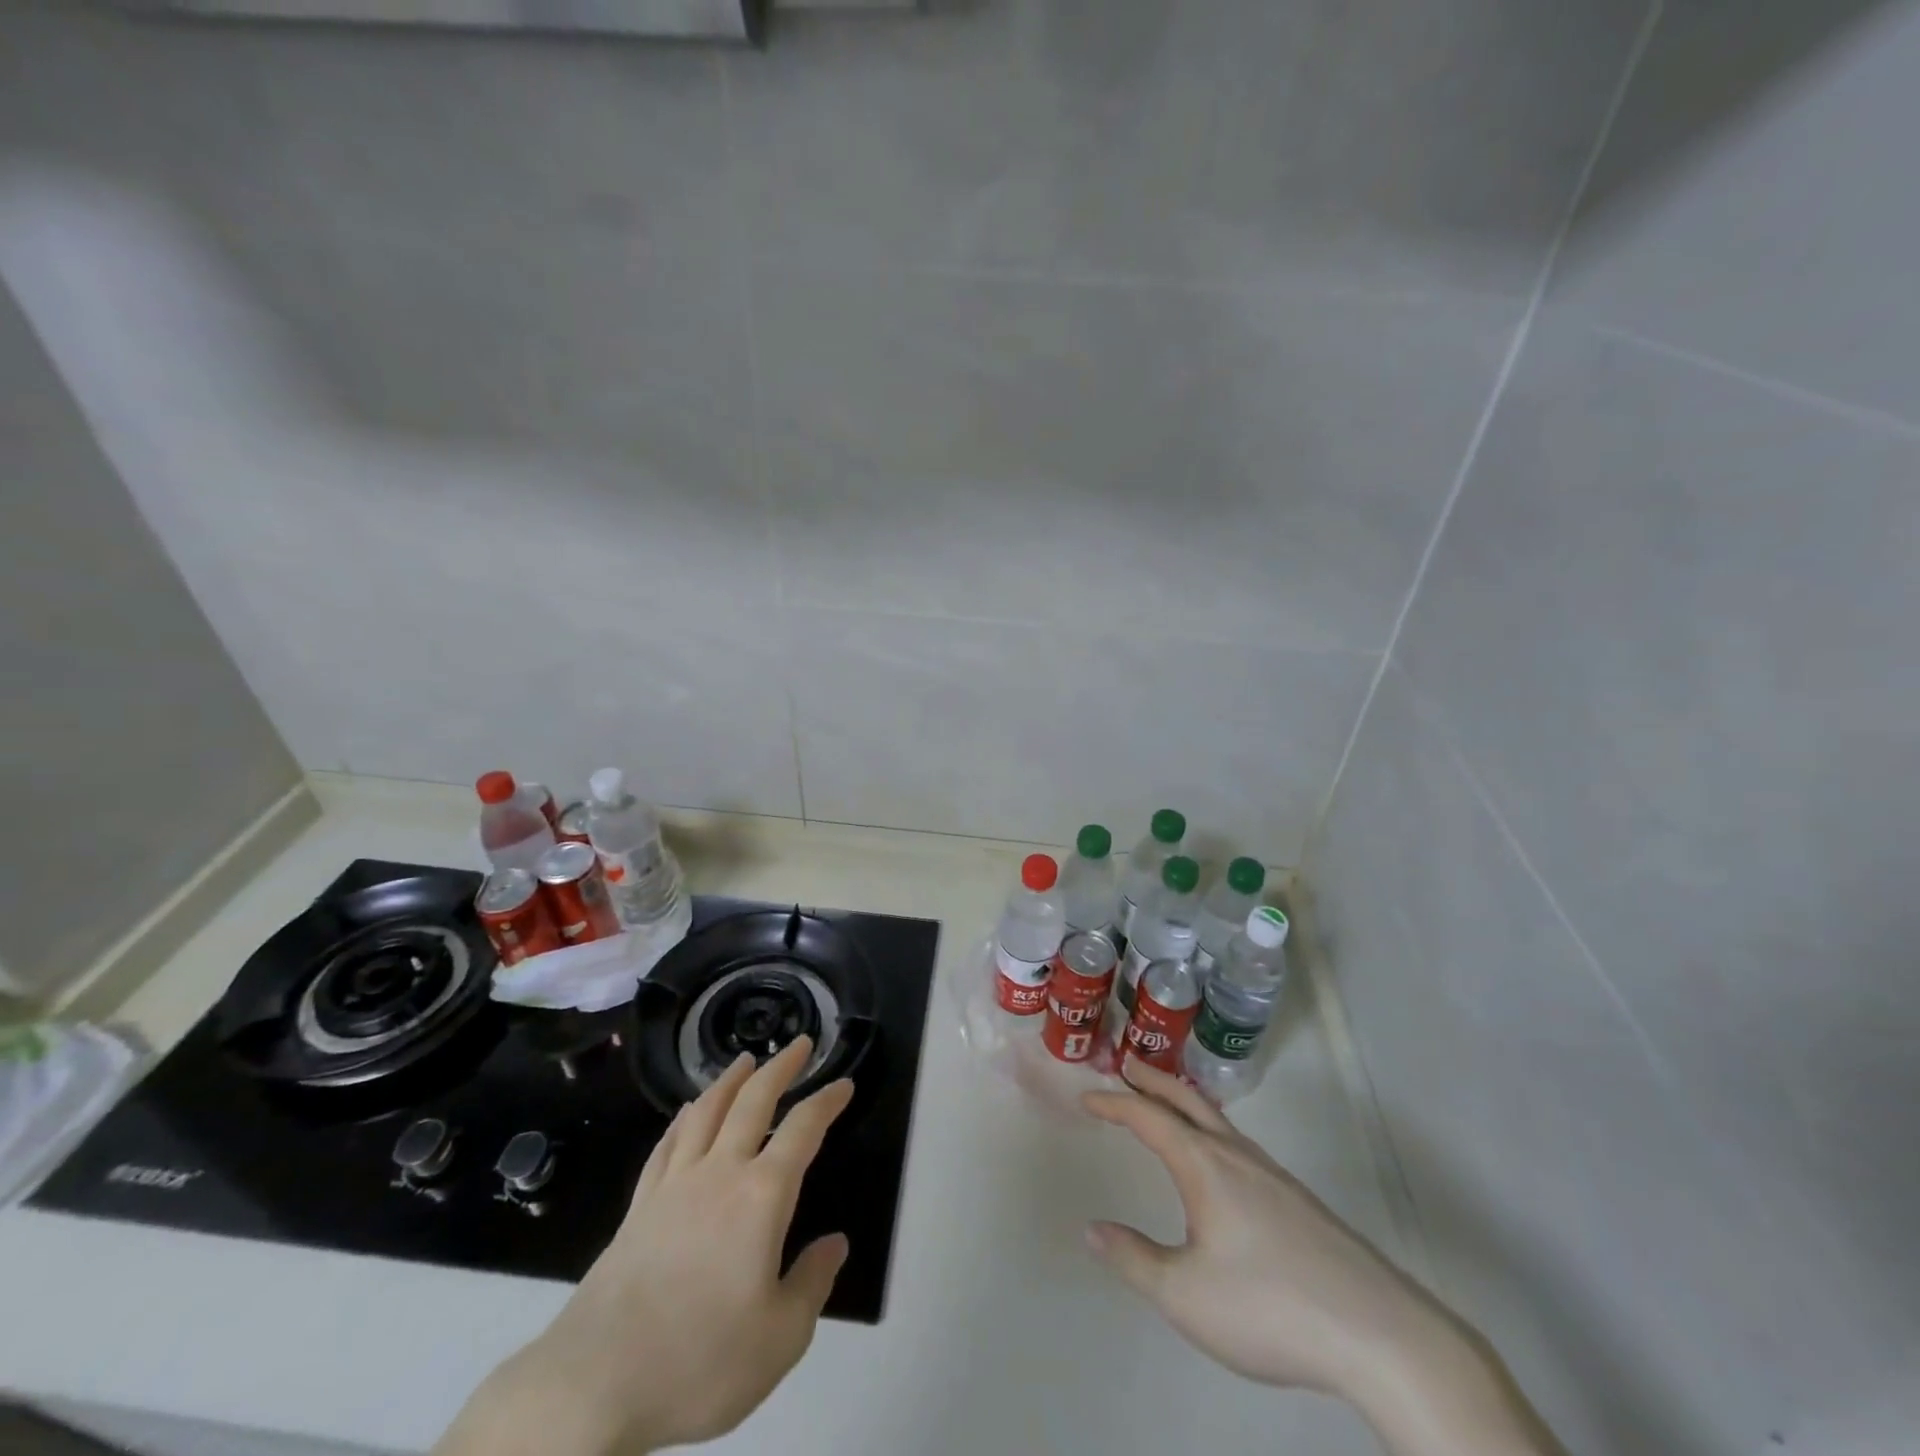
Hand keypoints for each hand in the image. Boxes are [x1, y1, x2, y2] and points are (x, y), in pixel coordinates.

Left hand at [439, 1037, 852, 1455]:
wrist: (595, 1384)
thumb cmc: (699, 1361)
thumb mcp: (780, 1339)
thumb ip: (812, 1284)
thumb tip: (834, 1244)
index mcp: (762, 1196)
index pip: (803, 1129)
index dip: (827, 1101)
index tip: (844, 1084)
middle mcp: (720, 1173)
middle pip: (753, 1101)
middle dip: (781, 1067)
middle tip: (800, 1044)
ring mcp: (674, 1185)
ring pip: (706, 1111)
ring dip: (730, 1080)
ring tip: (746, 1060)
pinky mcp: (640, 1205)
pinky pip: (667, 1144)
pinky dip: (683, 1118)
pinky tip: (687, 1111)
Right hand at [1083, 1061, 1442, 1398]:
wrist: (1379, 1333)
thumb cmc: (1269, 1307)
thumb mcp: (1185, 1295)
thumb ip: (1134, 1259)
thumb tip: (1092, 1229)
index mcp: (1205, 1166)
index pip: (1149, 1117)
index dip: (1114, 1103)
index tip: (1087, 1097)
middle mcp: (1237, 1156)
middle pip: (1187, 1100)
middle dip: (1153, 1080)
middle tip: (1126, 1065)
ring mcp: (1273, 1174)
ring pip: (1218, 1120)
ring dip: (1184, 1102)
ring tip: (1166, 1105)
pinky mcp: (1298, 1199)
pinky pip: (1239, 1143)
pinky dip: (1211, 1128)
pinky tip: (1219, 1161)